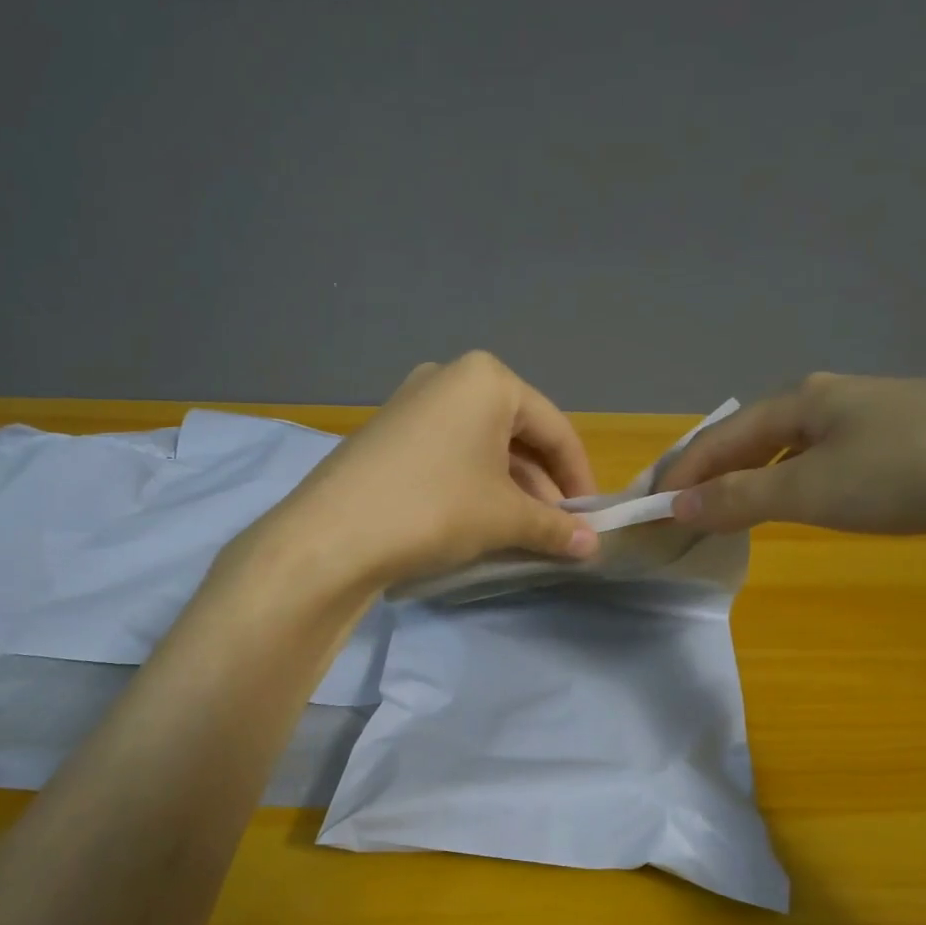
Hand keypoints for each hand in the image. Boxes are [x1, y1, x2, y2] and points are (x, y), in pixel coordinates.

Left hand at [266, 352, 599, 586]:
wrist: (332, 536)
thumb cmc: (436, 508)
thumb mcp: (505, 518)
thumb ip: (555, 528)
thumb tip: (593, 547)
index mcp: (487, 379)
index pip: (555, 429)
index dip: (579, 478)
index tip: (591, 519)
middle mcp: (449, 377)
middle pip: (517, 434)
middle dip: (542, 485)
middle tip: (558, 529)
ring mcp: (412, 402)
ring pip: (482, 446)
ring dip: (510, 488)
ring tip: (524, 532)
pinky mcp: (387, 432)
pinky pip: (449, 453)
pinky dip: (473, 484)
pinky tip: (479, 521)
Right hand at [657, 373, 925, 543]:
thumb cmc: (910, 469)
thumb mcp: (812, 489)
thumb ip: (739, 498)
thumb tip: (675, 506)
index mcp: (801, 400)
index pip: (719, 437)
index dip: (682, 472)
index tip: (652, 506)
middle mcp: (836, 397)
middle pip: (755, 435)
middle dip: (717, 470)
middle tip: (689, 506)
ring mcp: (882, 414)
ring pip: (800, 444)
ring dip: (761, 473)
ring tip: (742, 502)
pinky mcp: (921, 437)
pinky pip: (838, 456)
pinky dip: (806, 477)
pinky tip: (821, 495)